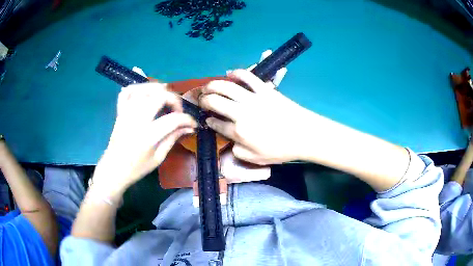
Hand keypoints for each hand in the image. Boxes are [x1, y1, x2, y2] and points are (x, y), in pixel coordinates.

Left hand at [93, 83, 196, 196]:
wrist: (114, 169)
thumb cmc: (137, 168)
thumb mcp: (158, 158)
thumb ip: (173, 139)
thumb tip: (189, 127)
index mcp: (148, 136)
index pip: (173, 119)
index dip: (187, 119)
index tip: (193, 123)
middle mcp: (137, 120)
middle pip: (159, 96)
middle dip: (174, 99)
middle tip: (177, 110)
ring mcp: (126, 113)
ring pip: (143, 89)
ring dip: (158, 89)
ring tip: (164, 97)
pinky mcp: (120, 112)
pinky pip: (126, 92)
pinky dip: (137, 87)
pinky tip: (145, 92)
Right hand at [199, 69, 313, 164]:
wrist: (304, 135)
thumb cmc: (281, 149)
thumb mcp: (256, 159)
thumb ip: (238, 152)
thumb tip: (230, 142)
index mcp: (239, 132)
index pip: (217, 124)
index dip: (209, 121)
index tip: (207, 119)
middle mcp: (241, 113)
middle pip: (216, 102)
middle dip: (204, 100)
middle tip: (201, 100)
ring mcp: (253, 99)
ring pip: (227, 87)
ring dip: (213, 85)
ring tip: (207, 86)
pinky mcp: (265, 89)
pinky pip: (249, 77)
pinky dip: (238, 73)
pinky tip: (230, 73)